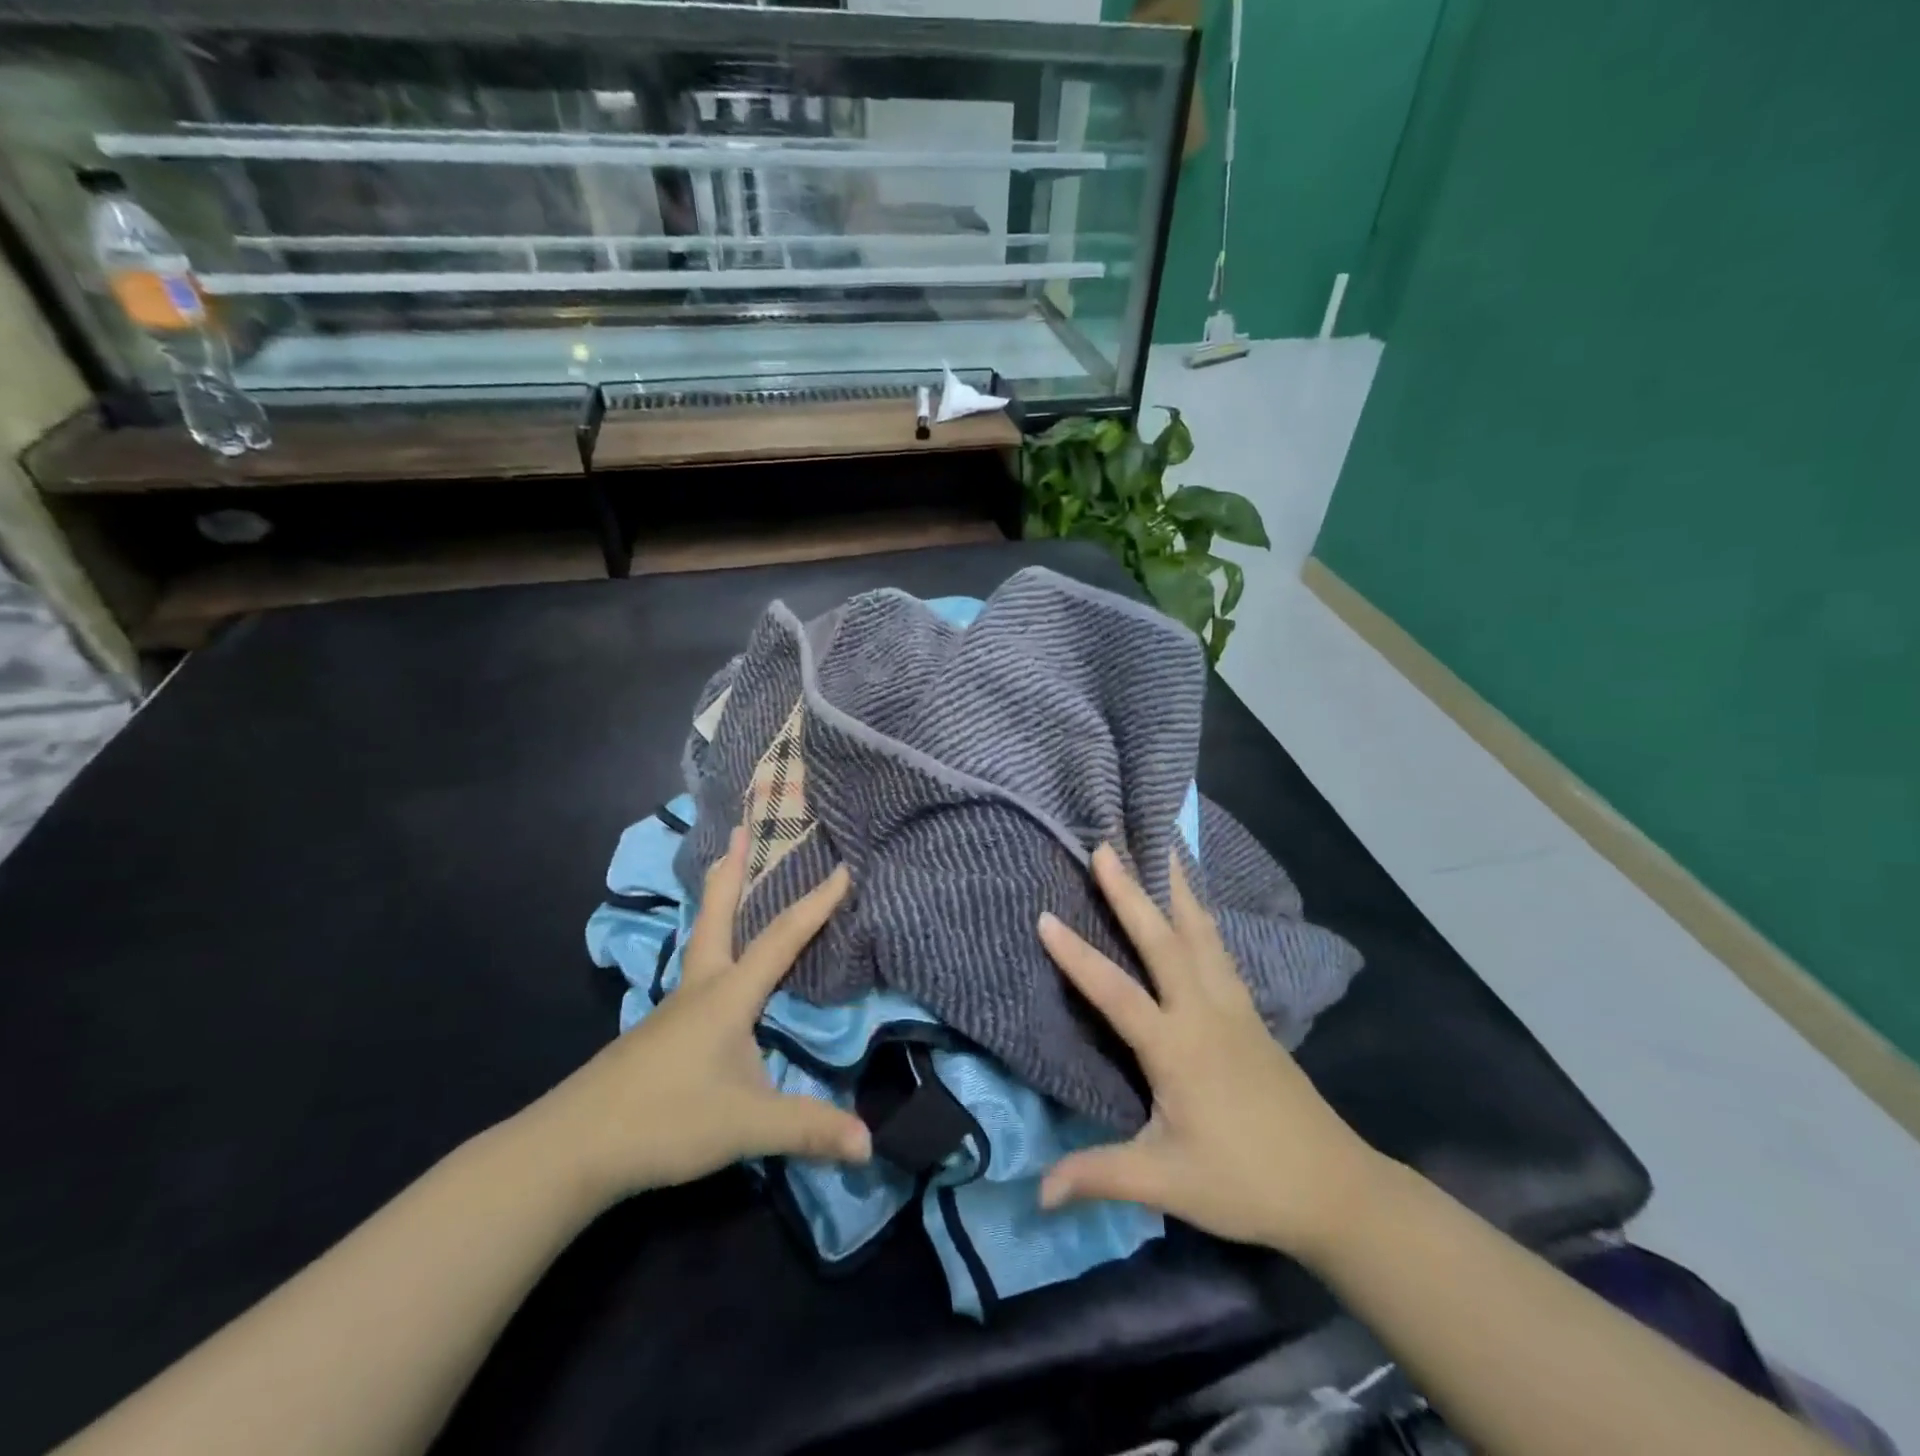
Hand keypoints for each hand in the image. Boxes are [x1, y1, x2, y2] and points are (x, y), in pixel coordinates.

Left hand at [537, 827, 871, 1203]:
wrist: (571, 1148)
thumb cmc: (665, 1120)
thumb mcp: (746, 1125)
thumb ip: (808, 1129)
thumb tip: (870, 1143)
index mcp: (727, 996)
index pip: (781, 939)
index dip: (816, 905)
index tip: (842, 868)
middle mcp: (699, 990)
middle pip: (716, 917)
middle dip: (731, 874)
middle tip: (739, 832)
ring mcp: (672, 1012)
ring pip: (699, 944)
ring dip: (715, 906)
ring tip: (724, 882)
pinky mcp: (655, 1036)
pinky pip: (692, 976)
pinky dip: (708, 951)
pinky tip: (711, 976)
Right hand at [1037, 846, 1380, 1259]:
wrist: (1334, 1188)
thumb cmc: (1245, 1182)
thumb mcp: (1167, 1183)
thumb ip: (1100, 1176)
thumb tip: (1037, 1191)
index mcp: (1178, 1048)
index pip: (1117, 993)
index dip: (1078, 956)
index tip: (1045, 916)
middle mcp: (1205, 1012)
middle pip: (1164, 940)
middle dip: (1131, 892)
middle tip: (1106, 847)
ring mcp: (1233, 1007)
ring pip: (1201, 933)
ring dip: (1177, 888)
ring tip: (1162, 848)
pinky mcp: (1250, 1014)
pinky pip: (1220, 949)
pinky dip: (1202, 915)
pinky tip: (1197, 906)